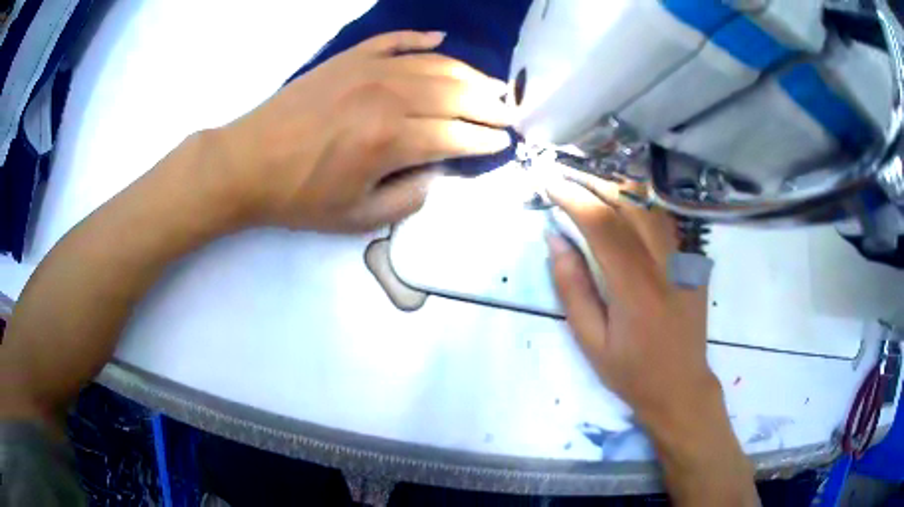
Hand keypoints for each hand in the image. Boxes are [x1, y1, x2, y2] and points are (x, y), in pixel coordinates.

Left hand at [212, 31, 511, 231]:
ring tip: (490, 83)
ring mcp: (367, 70)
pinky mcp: (349, 58)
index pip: (457, 136)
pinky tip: (440, 39)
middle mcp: (388, 97)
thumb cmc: (299, 197)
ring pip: (434, 65)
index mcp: (391, 141)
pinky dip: (420, 38)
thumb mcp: (356, 218)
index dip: (485, 141)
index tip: (504, 143)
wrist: (247, 163)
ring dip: (469, 73)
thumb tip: (435, 173)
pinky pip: (395, 40)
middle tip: (509, 111)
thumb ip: (407, 200)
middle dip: (489, 104)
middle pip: (456, 94)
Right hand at [545, 175, 718, 433]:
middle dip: (593, 184)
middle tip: (565, 179)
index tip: (549, 184)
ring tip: (589, 187)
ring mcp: (684, 260)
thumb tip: (556, 240)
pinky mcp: (692, 262)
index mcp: (636, 287)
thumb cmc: (631, 371)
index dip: (574, 198)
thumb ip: (573, 288)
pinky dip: (640, 204)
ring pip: (650, 205)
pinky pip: (664, 220)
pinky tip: (623, 207)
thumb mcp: (590, 341)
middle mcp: (665, 263)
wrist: (681, 386)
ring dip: (617, 189)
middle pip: (630, 203)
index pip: (603, 224)